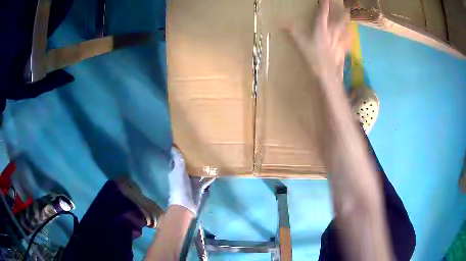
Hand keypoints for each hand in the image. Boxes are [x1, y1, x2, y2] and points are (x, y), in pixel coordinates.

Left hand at [168, 148, 214, 215]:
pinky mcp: (199, 188)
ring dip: (202, 167)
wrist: (186, 205)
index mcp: (176, 171)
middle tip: (202, 149)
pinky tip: (216, 171)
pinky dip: (209, 177)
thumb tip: (173, 147)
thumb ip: (178, 161)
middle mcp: (183, 176)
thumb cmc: (180, 187)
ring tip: (210, 158)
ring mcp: (191, 182)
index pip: (177, 160)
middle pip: (188, 165)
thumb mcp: (178, 172)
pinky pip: (205, 180)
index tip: (186, 144)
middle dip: (193, 159)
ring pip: (197, 173)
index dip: (180, 153)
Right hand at [288, 0, 349, 80]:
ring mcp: (339, 39)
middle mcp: (332, 31)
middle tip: (344, 7)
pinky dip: (350, 35)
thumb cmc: (314, 56)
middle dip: (341, 12)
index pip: (323, 13)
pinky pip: (348, 39)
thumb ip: (293, 32)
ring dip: (347, 20)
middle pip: (339, 19)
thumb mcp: (300, 43)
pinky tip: (353, 33)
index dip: (324, 5)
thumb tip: (281, 24)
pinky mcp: (343, 47)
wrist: (328, 71)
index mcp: (321, 28)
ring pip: (345, 27)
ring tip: (348, 15)